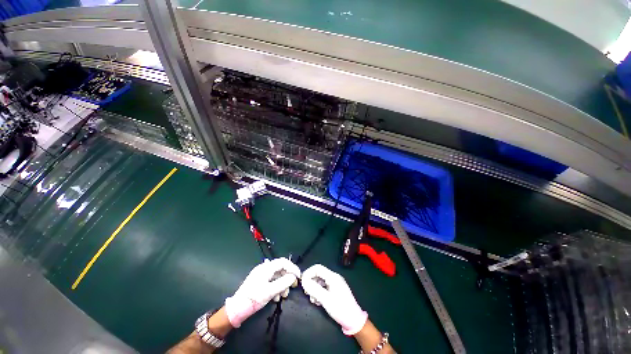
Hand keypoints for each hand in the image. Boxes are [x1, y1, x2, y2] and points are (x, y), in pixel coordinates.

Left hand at [225, 257, 299, 327]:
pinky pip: (272, 281)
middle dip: (288, 277)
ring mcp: (261, 275)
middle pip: (280, 269)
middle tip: (293, 286)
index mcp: (266, 268)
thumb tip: (293, 277)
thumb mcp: (270, 291)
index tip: (298, 276)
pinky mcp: (259, 281)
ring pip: (277, 276)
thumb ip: (283, 283)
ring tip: (284, 295)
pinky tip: (276, 297)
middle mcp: (264, 268)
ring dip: (283, 284)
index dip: (292, 268)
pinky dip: (276, 287)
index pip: (283, 262)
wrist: (236, 309)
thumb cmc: (253, 298)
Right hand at [301, 264, 367, 334]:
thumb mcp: (325, 299)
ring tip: (313, 300)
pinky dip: (319, 292)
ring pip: (320, 282)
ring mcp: (335, 284)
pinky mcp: (335, 290)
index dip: (308, 273)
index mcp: (333, 276)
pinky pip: (324, 287)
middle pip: (319, 274)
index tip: (302, 282)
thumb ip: (314, 289)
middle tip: (306, 293)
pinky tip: (317, 301)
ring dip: (314, 289)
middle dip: (311, 282)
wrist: (354, 321)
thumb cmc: (340, 308)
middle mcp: (334, 278)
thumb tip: (303, 281)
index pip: (318, 268)